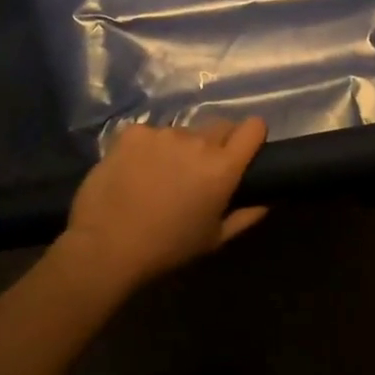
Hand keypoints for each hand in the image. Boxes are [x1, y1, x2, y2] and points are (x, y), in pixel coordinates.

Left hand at [54, 118, 269, 293]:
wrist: (106, 246)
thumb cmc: (167, 248)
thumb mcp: (214, 239)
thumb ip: (247, 215)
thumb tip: (268, 199)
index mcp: (223, 166)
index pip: (253, 127)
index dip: (252, 136)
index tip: (244, 150)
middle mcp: (198, 141)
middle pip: (219, 127)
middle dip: (216, 144)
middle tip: (198, 172)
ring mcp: (163, 133)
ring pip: (182, 133)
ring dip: (179, 148)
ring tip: (159, 177)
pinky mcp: (134, 132)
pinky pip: (150, 134)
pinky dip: (147, 148)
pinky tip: (134, 171)